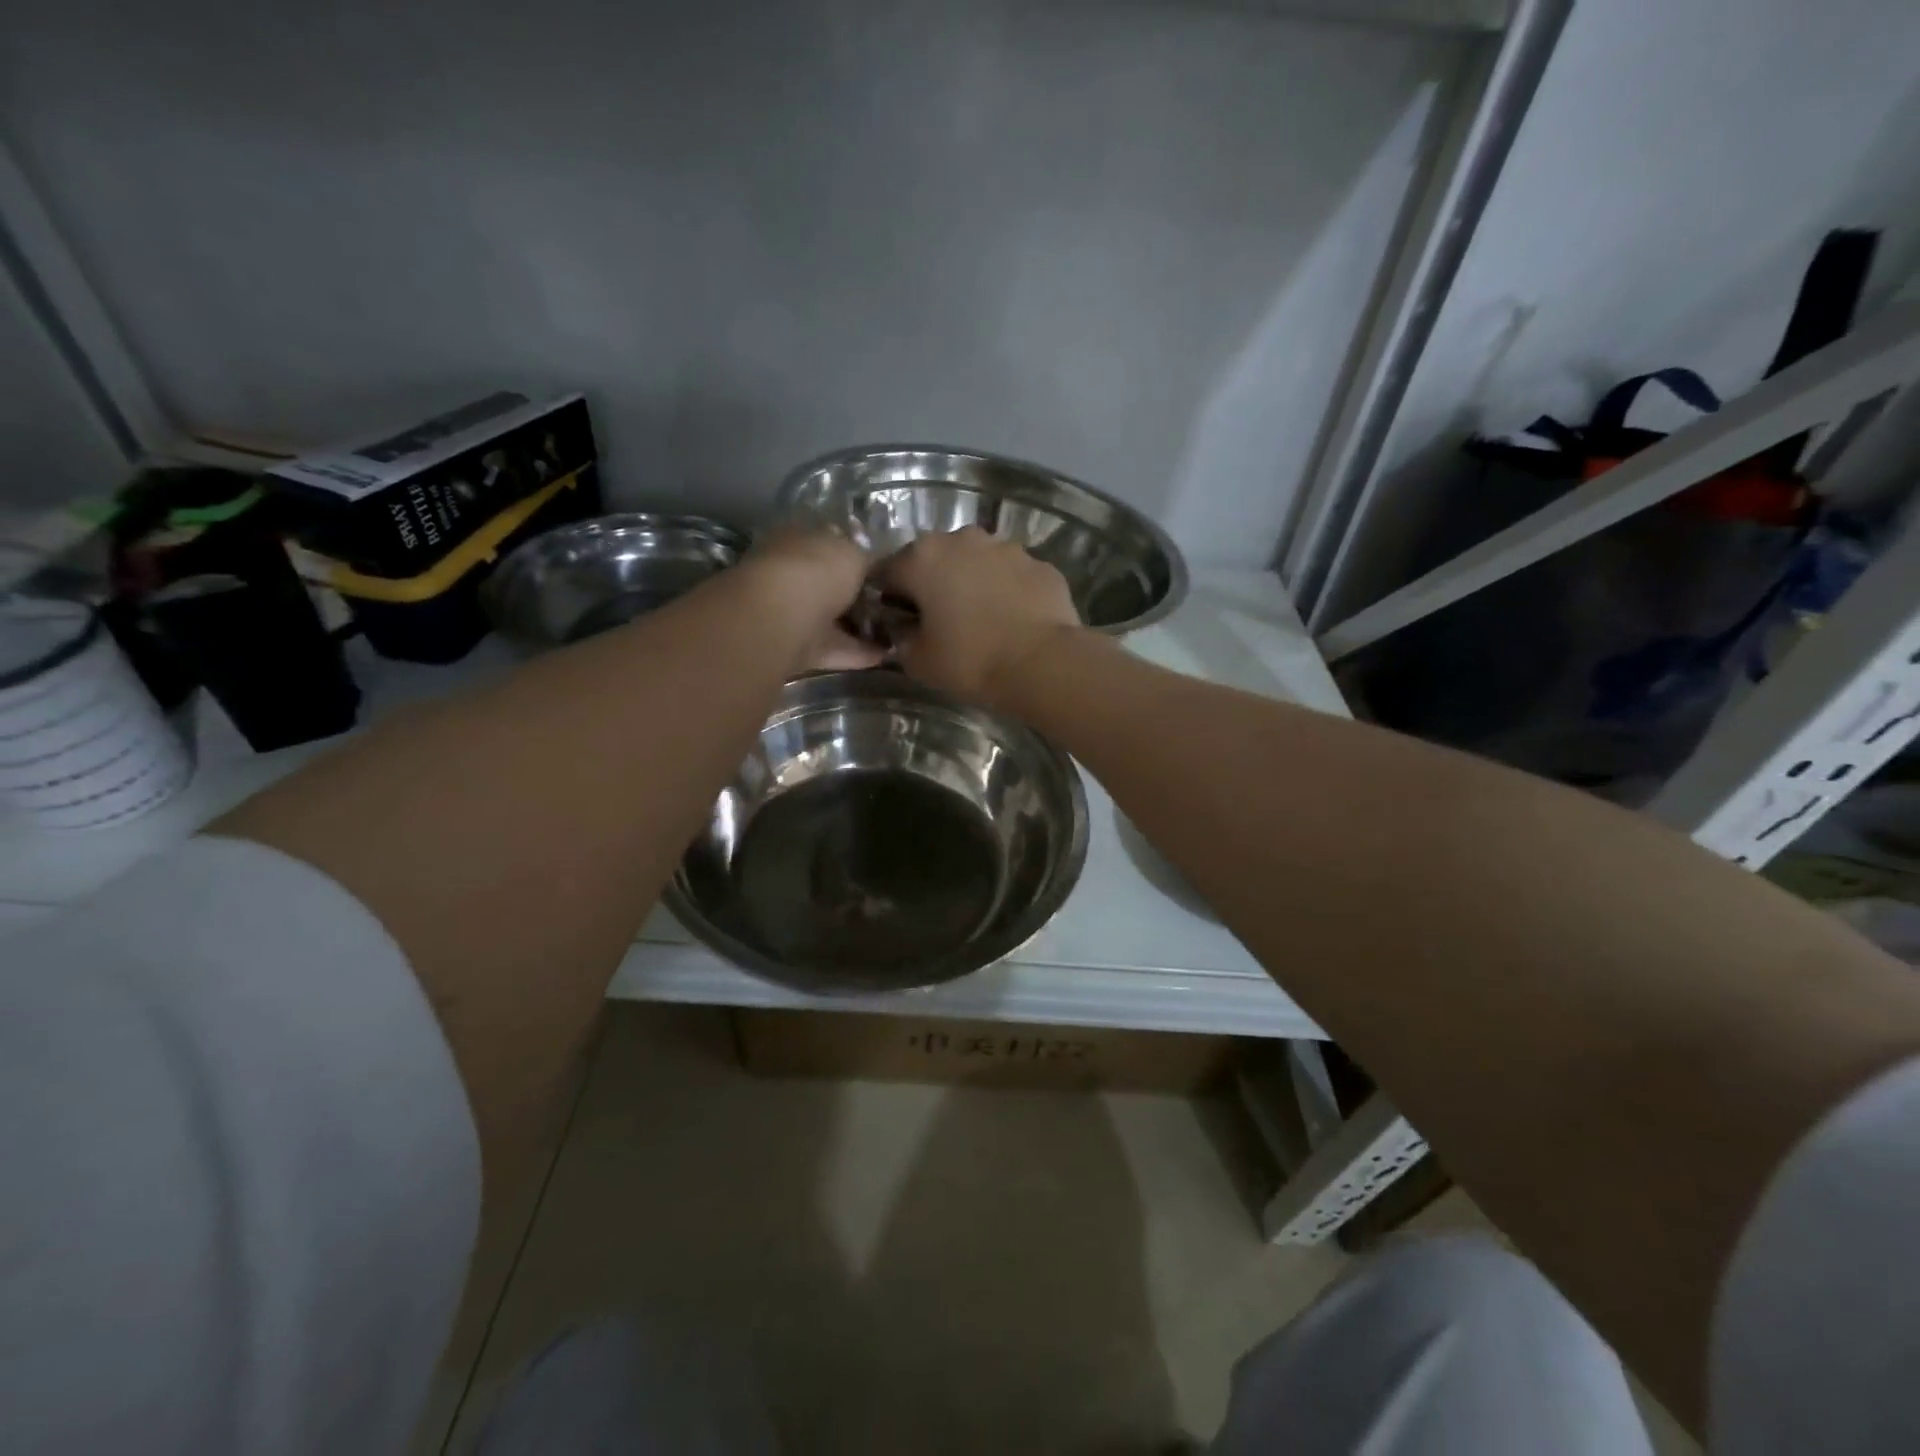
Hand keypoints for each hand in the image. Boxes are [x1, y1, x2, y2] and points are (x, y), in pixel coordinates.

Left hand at [741, 527, 885, 671]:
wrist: (780, 617)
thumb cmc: (817, 571)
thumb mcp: (854, 553)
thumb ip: (866, 560)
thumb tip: (873, 567)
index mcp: (798, 540)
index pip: (830, 547)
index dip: (857, 560)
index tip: (885, 576)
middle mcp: (790, 574)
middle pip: (828, 586)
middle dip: (856, 598)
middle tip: (892, 608)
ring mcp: (788, 613)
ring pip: (829, 620)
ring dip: (858, 628)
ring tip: (895, 635)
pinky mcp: (793, 648)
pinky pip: (831, 649)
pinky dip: (856, 654)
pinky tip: (884, 656)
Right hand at [879, 527, 1083, 709]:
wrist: (1043, 664)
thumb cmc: (971, 660)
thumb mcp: (918, 661)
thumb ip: (901, 638)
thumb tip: (905, 629)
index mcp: (923, 557)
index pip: (888, 572)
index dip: (888, 599)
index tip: (899, 623)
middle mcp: (963, 539)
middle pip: (935, 560)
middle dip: (933, 585)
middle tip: (941, 622)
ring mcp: (1007, 547)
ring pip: (977, 563)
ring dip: (973, 583)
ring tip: (982, 621)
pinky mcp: (1040, 564)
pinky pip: (1012, 576)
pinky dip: (1008, 592)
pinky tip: (1014, 621)